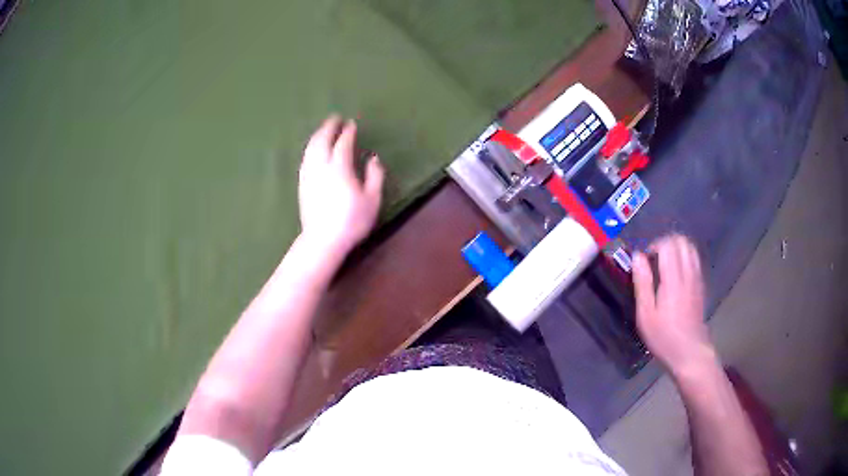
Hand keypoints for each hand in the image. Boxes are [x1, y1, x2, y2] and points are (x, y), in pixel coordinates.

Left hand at [298, 115, 384, 255]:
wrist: (323, 240)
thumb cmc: (352, 221)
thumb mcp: (372, 200)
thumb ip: (375, 176)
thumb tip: (373, 158)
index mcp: (340, 167)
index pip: (343, 143)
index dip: (348, 132)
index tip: (352, 123)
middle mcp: (321, 166)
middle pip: (322, 140)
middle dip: (328, 127)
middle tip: (335, 119)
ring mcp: (309, 175)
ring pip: (311, 148)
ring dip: (317, 136)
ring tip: (324, 130)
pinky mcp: (302, 184)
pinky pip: (306, 159)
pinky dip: (310, 149)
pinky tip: (313, 150)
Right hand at [632, 234, 714, 374]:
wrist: (690, 353)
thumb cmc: (664, 337)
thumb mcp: (645, 315)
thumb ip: (642, 283)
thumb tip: (637, 256)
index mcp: (673, 279)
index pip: (668, 245)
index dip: (655, 245)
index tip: (645, 260)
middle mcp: (688, 274)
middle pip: (682, 241)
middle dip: (666, 243)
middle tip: (655, 259)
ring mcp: (697, 279)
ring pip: (690, 248)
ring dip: (677, 249)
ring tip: (665, 264)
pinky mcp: (701, 286)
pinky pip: (695, 260)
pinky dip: (685, 258)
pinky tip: (676, 275)